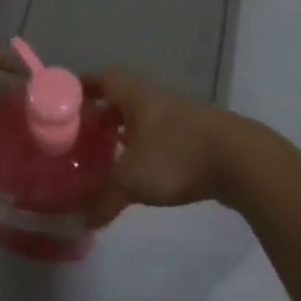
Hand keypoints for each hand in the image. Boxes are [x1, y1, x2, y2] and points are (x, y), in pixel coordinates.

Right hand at [83, 68, 242, 223]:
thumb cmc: (175, 154)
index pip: (98, 79)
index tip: (62, 106)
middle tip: (79, 138)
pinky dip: (142, 146)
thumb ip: (103, 198)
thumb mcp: (131, 179)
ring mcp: (174, 113)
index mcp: (131, 93)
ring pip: (138, 117)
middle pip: (117, 98)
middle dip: (98, 115)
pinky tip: (138, 169)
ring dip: (121, 132)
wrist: (238, 159)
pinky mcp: (192, 134)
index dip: (80, 90)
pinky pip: (156, 134)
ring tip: (103, 157)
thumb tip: (80, 220)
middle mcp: (150, 96)